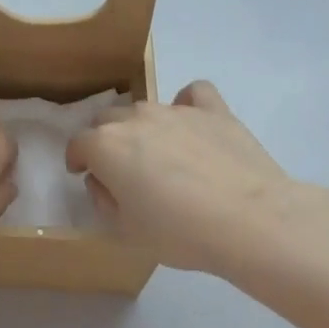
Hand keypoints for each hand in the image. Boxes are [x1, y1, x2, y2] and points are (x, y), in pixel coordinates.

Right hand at [66, 80, 328, 278]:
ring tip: (161, 155)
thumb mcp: (127, 232)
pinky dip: (187, 105)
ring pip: (145, 109)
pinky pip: (193, 94)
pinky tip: (193, 125)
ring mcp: (175, 110)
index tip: (83, 173)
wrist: (251, 221)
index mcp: (106, 146)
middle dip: (106, 140)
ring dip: (142, 127)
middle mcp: (135, 118)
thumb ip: (104, 201)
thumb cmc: (180, 233)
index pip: (78, 144)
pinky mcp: (212, 110)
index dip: (77, 159)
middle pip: (108, 120)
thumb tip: (101, 181)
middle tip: (121, 169)